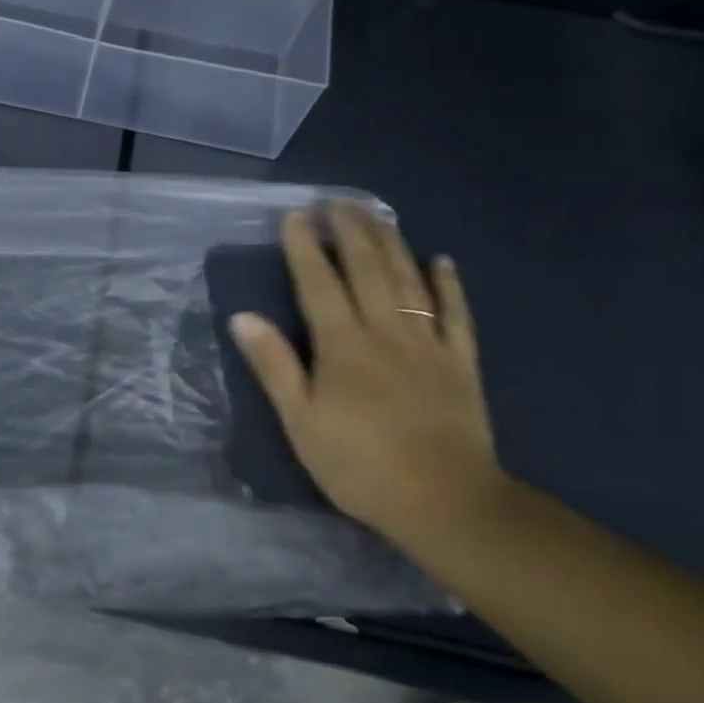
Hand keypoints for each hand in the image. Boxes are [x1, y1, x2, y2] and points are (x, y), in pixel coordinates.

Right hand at [230, 202, 507, 542]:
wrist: (445, 502)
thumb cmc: (359, 465)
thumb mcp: (300, 422)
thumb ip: (274, 366)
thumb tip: (242, 317)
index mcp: (342, 345)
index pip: (318, 282)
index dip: (304, 246)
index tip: (295, 215)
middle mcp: (386, 331)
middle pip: (366, 268)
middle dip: (349, 230)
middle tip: (336, 200)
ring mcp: (429, 343)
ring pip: (409, 279)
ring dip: (391, 242)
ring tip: (376, 213)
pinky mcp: (462, 362)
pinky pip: (456, 313)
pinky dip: (448, 284)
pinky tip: (441, 260)